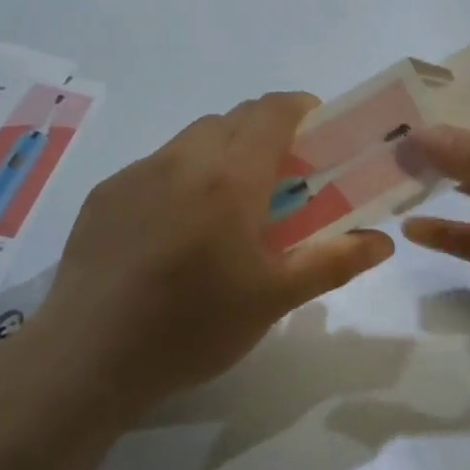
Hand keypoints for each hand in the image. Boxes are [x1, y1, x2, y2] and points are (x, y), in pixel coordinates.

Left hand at [21, 92, 394, 417]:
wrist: (85, 360)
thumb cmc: (192, 327)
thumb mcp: (274, 299)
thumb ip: (334, 262)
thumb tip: (384, 242)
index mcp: (230, 177)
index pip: (272, 110)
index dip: (302, 109)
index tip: (319, 134)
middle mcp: (182, 160)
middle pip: (234, 119)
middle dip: (265, 134)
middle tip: (281, 182)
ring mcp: (136, 174)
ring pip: (193, 140)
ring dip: (222, 154)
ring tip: (227, 209)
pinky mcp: (104, 196)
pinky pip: (156, 166)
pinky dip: (182, 177)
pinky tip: (175, 232)